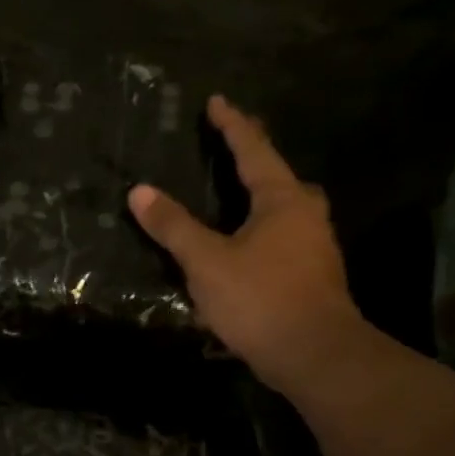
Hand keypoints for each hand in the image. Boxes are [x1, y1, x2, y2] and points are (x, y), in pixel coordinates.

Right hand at [128, 96, 364, 395]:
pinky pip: (283, 235)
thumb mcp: (206, 262)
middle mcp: (305, 214)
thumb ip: (173, 226)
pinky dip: (261, 227)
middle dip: (254, 159)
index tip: (217, 101)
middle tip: (230, 147)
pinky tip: (245, 243)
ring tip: (234, 194)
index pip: (253, 150)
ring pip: (285, 208)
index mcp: (282, 199)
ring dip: (260, 196)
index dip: (232, 126)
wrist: (315, 354)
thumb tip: (140, 191)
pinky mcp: (312, 274)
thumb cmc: (260, 299)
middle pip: (278, 175)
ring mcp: (314, 245)